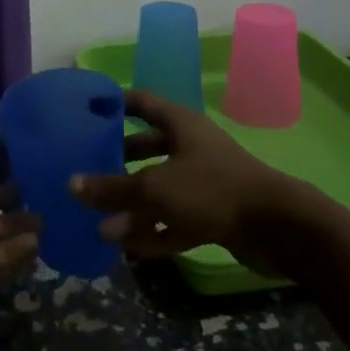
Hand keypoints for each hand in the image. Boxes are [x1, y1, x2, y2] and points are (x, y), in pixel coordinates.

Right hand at [69, 90, 305, 275]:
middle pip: (148, 147)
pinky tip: (128, 247)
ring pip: (160, 188)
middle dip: (119, 159)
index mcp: (181, 125)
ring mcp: (204, 183)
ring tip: (99, 218)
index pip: (142, 103)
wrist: (277, 228)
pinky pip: (175, 219)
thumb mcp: (156, 187)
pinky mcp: (213, 215)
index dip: (116, 103)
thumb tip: (72, 185)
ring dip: (133, 203)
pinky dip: (154, 231)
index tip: (87, 110)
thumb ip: (114, 189)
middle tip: (87, 168)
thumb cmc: (212, 189)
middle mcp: (191, 148)